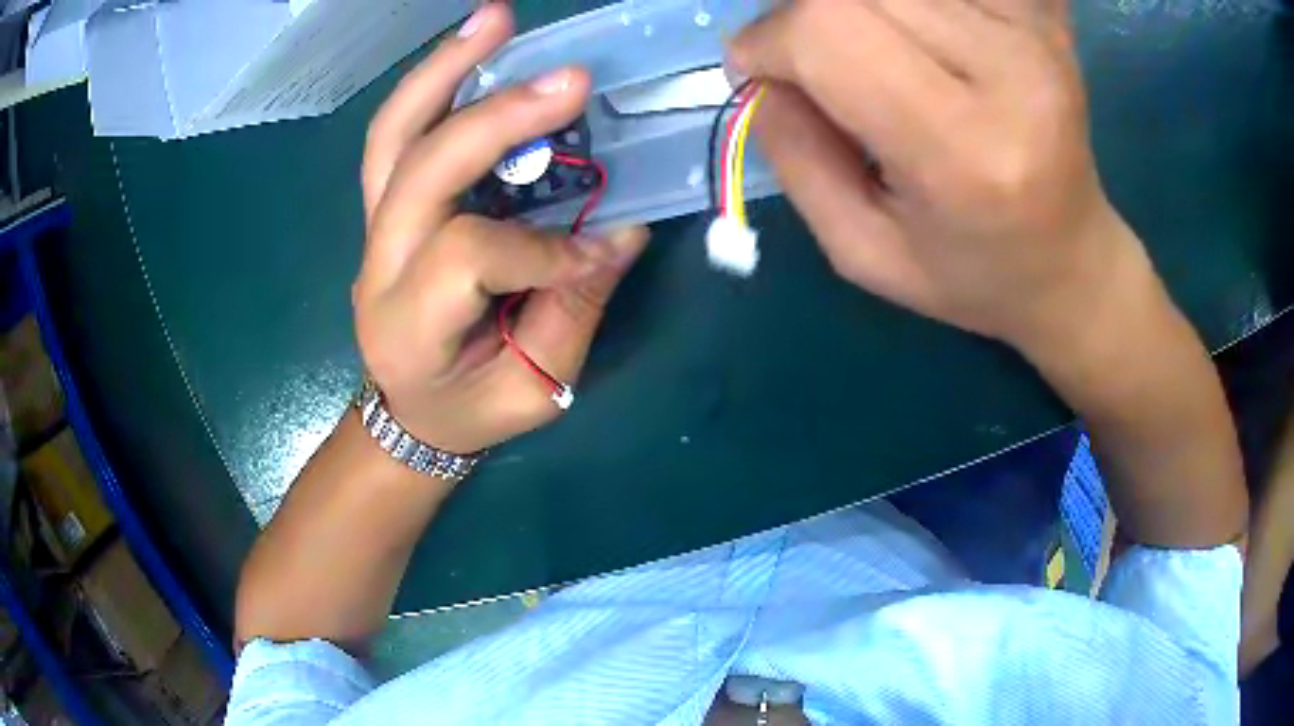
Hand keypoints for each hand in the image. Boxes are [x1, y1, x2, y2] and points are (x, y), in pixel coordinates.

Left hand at [354, 2, 646, 454]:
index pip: (470, 256)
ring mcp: (373, 229)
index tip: (603, 252)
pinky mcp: (384, 208)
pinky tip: (472, 50)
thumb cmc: (468, 411)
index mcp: (408, 326)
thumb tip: (621, 231)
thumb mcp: (530, 390)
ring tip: (493, 20)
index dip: (544, 249)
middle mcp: (378, 267)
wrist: (408, 413)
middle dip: (497, 121)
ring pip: (392, 137)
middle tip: (570, 79)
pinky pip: (398, 136)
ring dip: (443, 70)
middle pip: (421, 171)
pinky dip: (434, 86)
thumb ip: (574, 311)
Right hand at [731, 0, 1141, 350]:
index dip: (771, 38)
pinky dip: (910, 9)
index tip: (756, 69)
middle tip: (812, 66)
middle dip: (806, 20)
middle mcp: (1009, 72)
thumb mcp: (864, 252)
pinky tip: (922, 42)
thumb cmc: (973, 274)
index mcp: (965, 151)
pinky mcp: (1042, 16)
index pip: (830, 32)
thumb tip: (759, 71)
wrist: (1072, 263)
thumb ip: (796, 157)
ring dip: (856, 12)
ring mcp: (1033, 34)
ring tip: (874, 59)